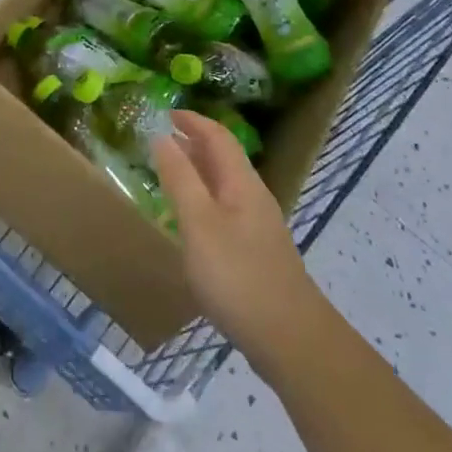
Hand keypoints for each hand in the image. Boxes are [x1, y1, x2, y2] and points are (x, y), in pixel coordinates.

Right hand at [151, 111, 332, 378]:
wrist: (290, 339)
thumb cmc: (238, 275)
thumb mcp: (198, 223)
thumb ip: (179, 179)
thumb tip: (161, 137)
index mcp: (241, 182)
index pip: (218, 136)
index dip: (192, 120)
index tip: (164, 112)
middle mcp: (253, 197)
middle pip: (224, 158)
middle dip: (194, 143)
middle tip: (160, 139)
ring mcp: (258, 227)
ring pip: (225, 185)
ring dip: (198, 171)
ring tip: (169, 174)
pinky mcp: (257, 253)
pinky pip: (226, 209)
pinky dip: (204, 199)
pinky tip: (190, 221)